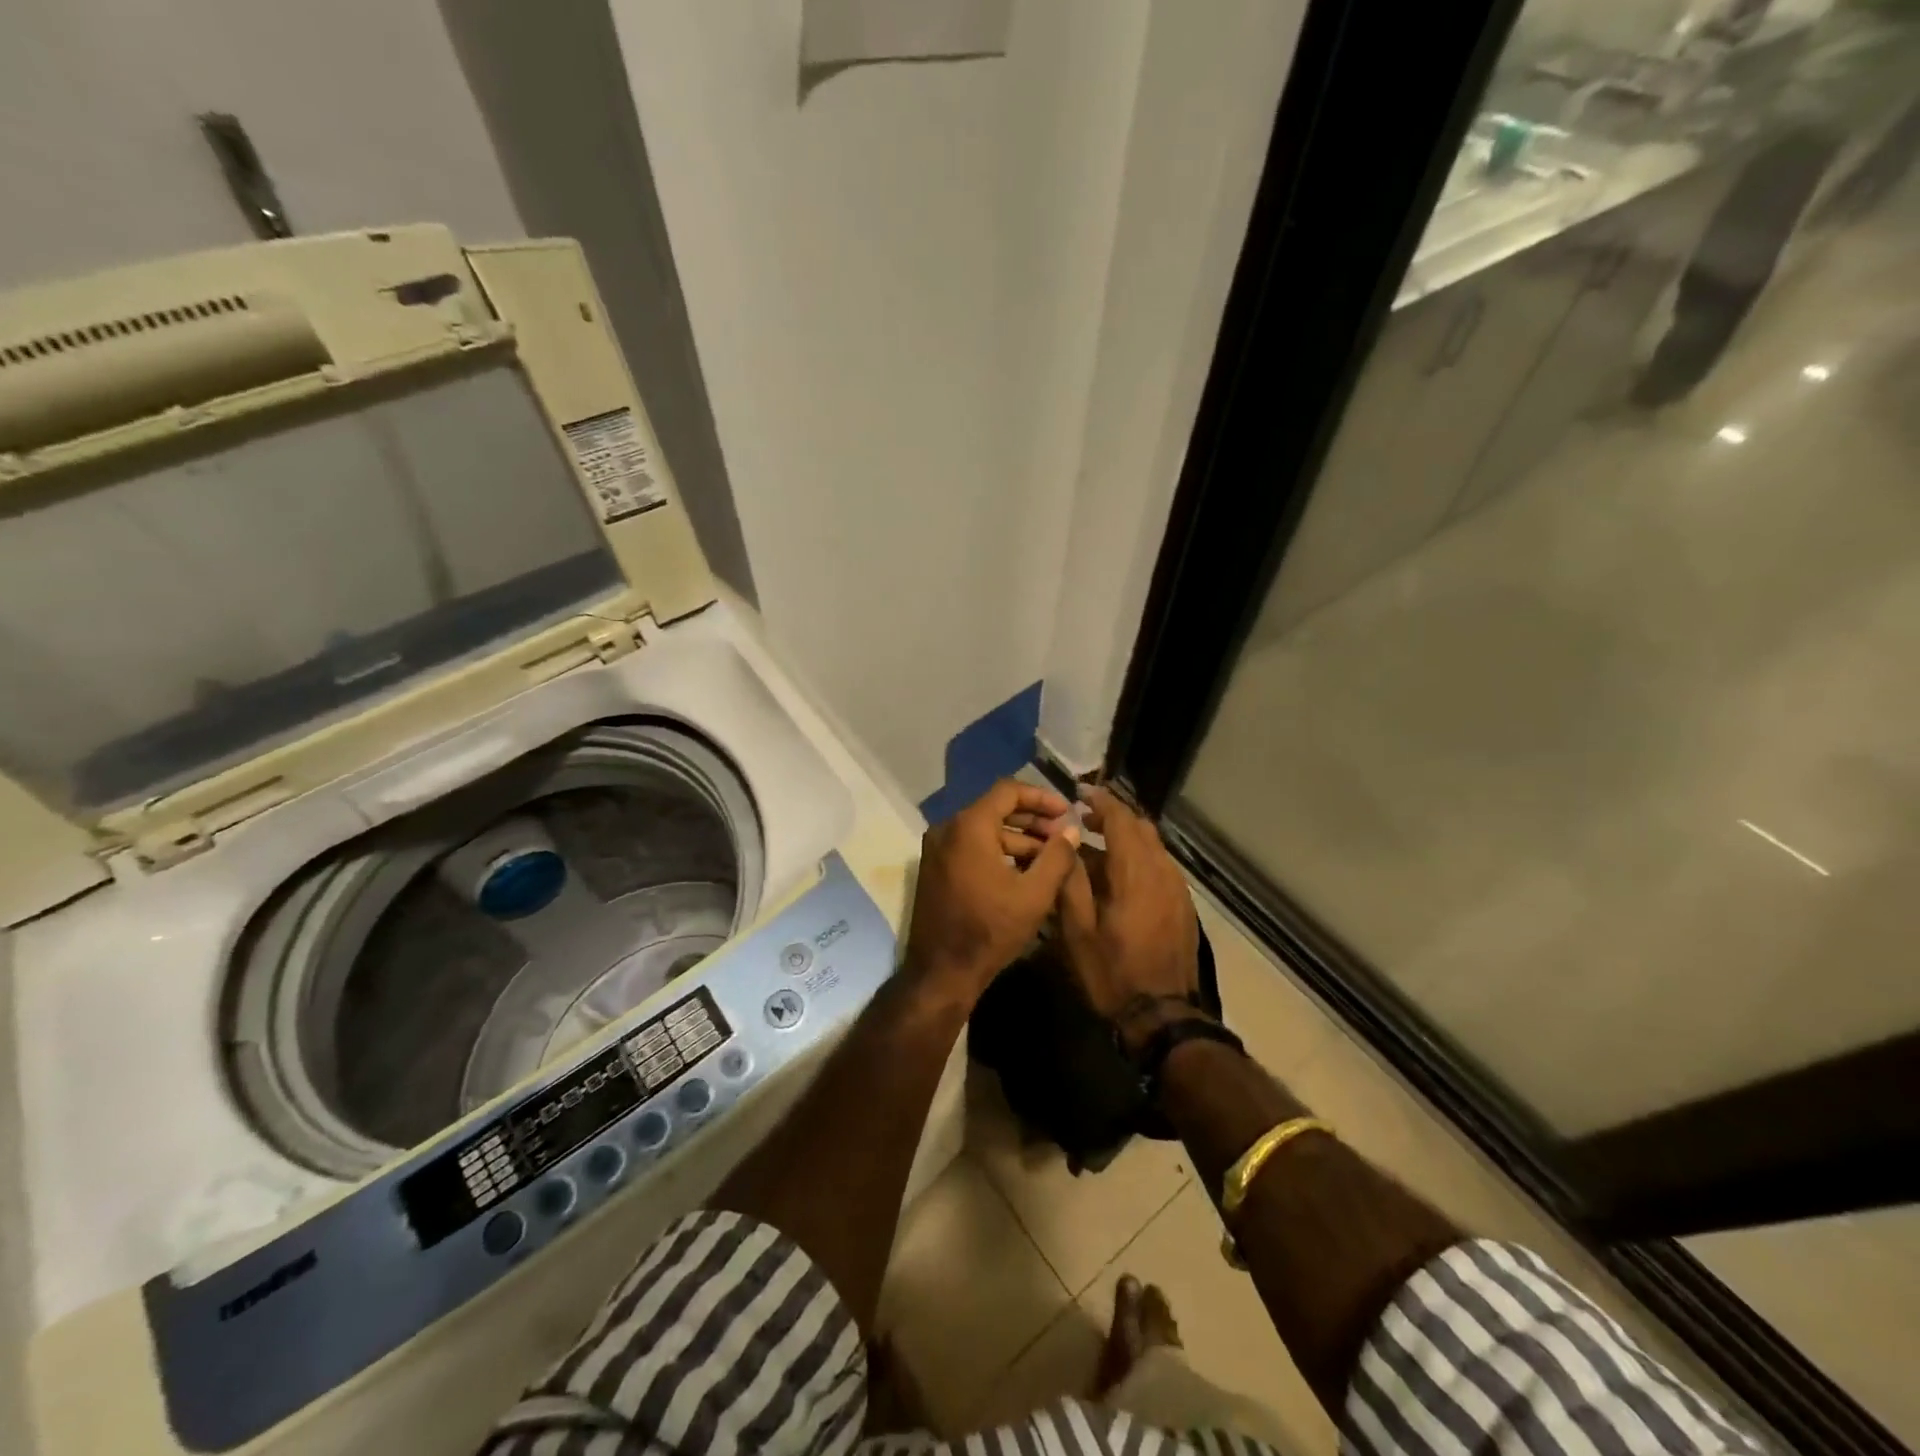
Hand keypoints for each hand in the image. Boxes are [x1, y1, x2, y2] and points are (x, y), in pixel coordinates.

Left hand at [903, 779, 1081, 1003]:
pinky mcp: (936, 868)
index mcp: (969, 826)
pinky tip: (1025, 871)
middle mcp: (947, 829)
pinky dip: (998, 852)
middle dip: (1033, 820)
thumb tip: (1071, 831)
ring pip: (984, 830)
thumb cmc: (990, 930)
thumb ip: (1056, 857)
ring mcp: (937, 849)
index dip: (1041, 797)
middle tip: (1063, 835)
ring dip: (1018, 839)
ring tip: (1050, 857)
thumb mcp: (1034, 894)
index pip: (1008, 790)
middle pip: (995, 809)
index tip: (1067, 812)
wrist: (941, 972)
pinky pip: (971, 847)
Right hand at [1057, 788, 1201, 1048]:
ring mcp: (1178, 890)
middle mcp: (1162, 872)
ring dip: (1127, 838)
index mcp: (1135, 872)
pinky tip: (1120, 876)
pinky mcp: (1183, 906)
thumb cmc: (1112, 972)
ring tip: (1096, 846)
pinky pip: (1161, 866)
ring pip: (1153, 847)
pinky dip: (1139, 858)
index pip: (1121, 820)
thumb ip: (1071, 881)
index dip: (1100, 802)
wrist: (1163, 1016)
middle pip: (1142, 828)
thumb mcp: (1077, 930)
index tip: (1080, 793)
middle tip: (1083, 819)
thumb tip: (1066, 844)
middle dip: (1113, 816)